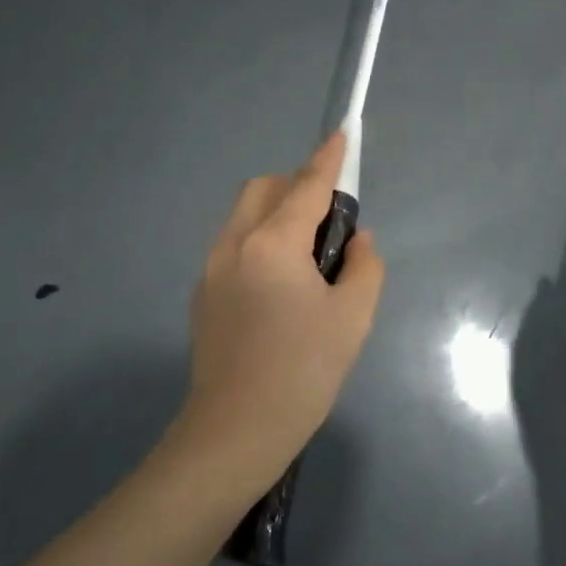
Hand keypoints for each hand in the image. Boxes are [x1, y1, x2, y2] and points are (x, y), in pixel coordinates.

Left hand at [175, 131, 384, 497]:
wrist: (236, 431)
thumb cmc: (303, 372)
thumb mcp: (353, 318)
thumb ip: (364, 266)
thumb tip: (357, 240)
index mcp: (273, 244)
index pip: (306, 186)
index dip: (328, 159)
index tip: (342, 134)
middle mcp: (234, 244)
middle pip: (263, 189)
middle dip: (296, 186)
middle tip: (328, 223)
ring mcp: (211, 269)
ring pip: (244, 216)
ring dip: (276, 214)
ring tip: (307, 258)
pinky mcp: (202, 294)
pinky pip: (234, 246)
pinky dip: (260, 242)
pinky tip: (280, 287)